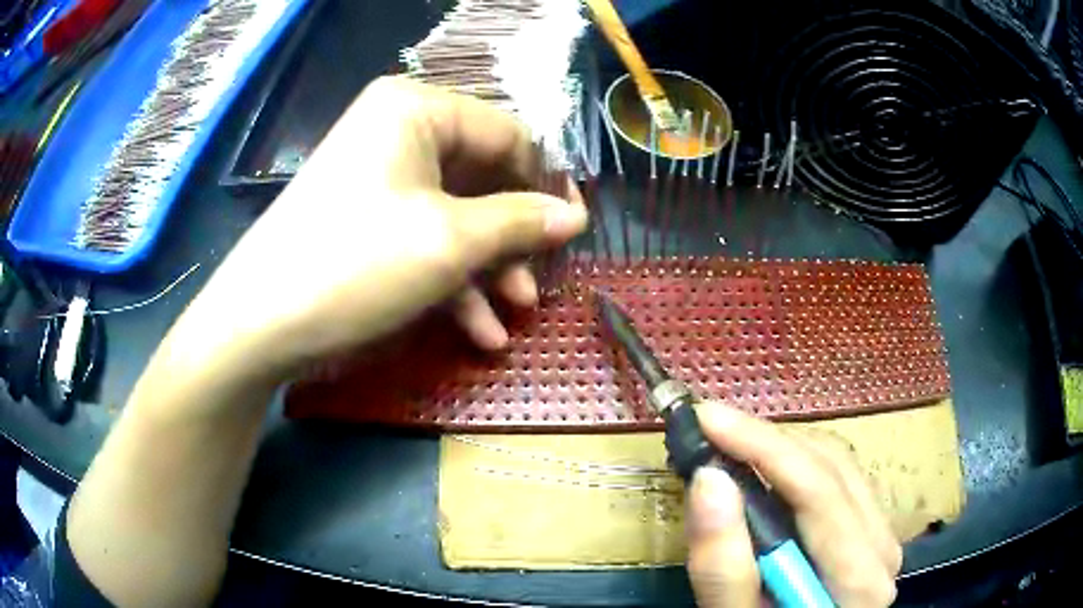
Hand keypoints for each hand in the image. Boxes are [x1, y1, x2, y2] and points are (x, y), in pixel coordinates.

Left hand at [182, 76, 586, 377]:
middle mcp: (397, 131)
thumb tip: (575, 215)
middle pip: (481, 178)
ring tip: (512, 316)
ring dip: (487, 269)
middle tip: (537, 283)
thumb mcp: (451, 241)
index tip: (572, 230)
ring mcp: (378, 177)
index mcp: (417, 110)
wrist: (259, 323)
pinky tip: (477, 331)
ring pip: (454, 215)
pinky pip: (422, 237)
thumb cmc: (357, 263)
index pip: (507, 134)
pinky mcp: (364, 219)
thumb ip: (522, 221)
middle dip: (512, 238)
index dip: (546, 183)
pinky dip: (451, 281)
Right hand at [685, 402, 901, 606]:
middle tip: (708, 430)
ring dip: (779, 448)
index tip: (706, 419)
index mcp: (858, 579)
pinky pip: (839, 474)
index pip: (818, 493)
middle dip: (765, 442)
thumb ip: (723, 567)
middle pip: (830, 468)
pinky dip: (796, 463)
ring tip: (729, 446)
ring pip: (836, 462)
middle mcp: (882, 547)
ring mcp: (882, 534)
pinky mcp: (872, 526)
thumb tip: (709, 479)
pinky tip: (763, 468)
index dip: (762, 448)